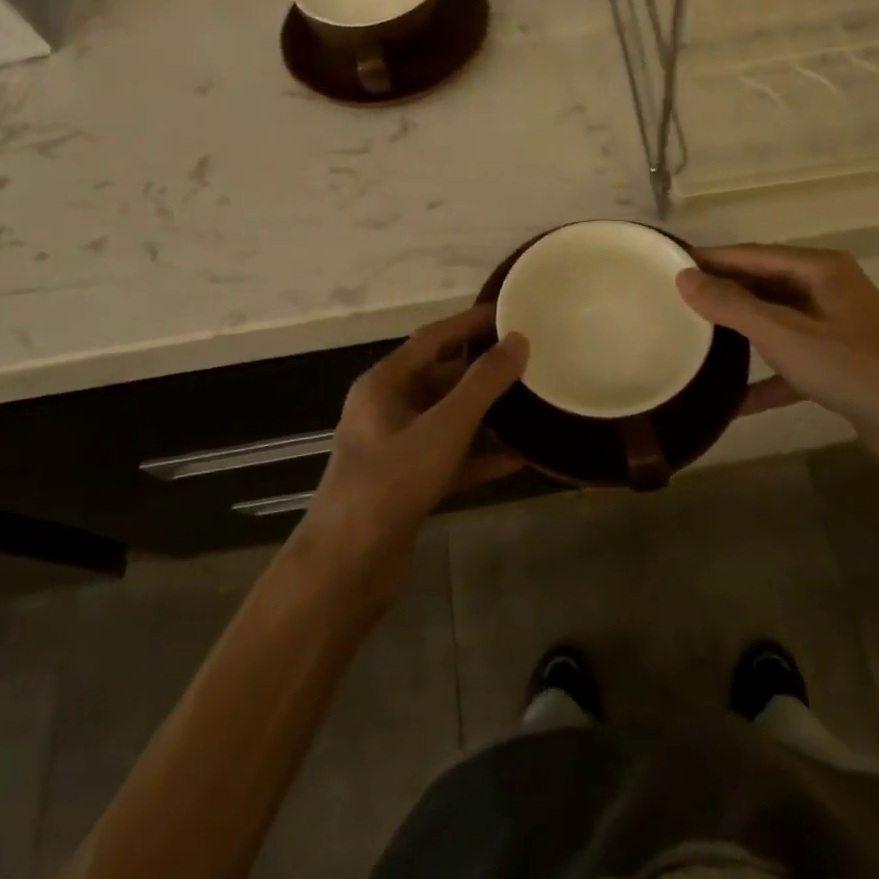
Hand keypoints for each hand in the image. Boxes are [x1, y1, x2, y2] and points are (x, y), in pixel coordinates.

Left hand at [296, 305, 527, 609]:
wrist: (348, 566)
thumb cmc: (391, 484)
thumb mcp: (443, 427)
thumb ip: (483, 383)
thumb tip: (518, 340)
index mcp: (384, 384)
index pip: (432, 339)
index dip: (470, 322)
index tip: (509, 311)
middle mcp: (387, 410)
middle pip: (441, 378)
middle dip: (483, 370)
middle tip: (529, 359)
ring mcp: (396, 449)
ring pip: (448, 419)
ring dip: (486, 413)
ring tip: (530, 402)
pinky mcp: (408, 484)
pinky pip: (451, 458)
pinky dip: (480, 456)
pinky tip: (519, 458)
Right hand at [677, 244, 878, 476]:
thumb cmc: (854, 369)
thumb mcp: (785, 335)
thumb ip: (733, 306)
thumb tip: (684, 277)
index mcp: (820, 269)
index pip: (752, 255)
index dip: (710, 259)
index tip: (667, 265)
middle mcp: (827, 290)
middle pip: (762, 285)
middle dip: (721, 294)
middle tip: (672, 303)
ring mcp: (834, 328)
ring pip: (774, 323)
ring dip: (739, 334)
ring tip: (693, 340)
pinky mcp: (837, 365)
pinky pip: (788, 363)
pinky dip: (762, 378)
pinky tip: (731, 400)